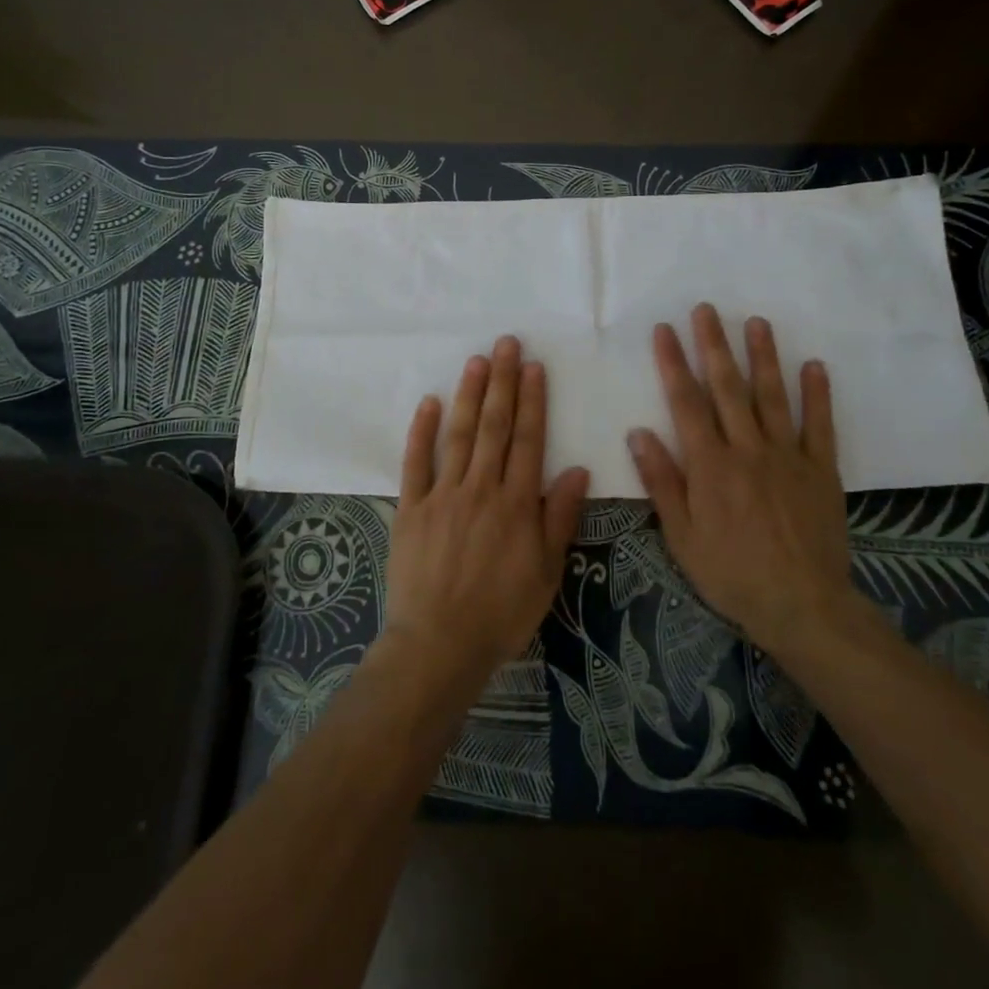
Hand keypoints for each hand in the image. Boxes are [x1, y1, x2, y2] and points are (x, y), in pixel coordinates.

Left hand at [384, 336, 589, 699]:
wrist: (439, 645)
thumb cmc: (501, 614)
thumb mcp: (546, 573)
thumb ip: (560, 517)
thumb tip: (577, 469)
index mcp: (517, 504)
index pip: (528, 440)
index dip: (532, 400)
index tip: (532, 366)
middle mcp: (481, 488)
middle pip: (494, 426)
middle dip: (502, 382)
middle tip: (505, 343)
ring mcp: (443, 495)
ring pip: (458, 435)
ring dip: (468, 395)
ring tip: (476, 360)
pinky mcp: (411, 508)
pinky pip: (415, 463)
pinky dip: (421, 431)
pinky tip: (428, 402)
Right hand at [628, 304, 856, 655]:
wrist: (802, 605)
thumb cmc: (731, 573)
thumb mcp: (681, 536)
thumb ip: (662, 481)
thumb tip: (638, 432)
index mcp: (710, 465)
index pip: (686, 402)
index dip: (673, 363)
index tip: (665, 330)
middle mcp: (747, 449)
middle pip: (727, 388)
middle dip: (714, 345)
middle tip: (706, 309)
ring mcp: (787, 456)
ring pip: (772, 396)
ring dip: (763, 357)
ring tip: (756, 322)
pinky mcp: (820, 470)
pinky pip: (819, 425)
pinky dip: (817, 394)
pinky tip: (814, 366)